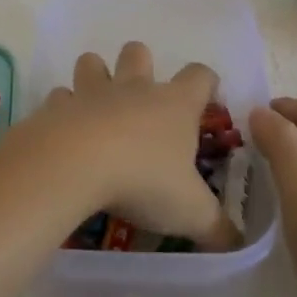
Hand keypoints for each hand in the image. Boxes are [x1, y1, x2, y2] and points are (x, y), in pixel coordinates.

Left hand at [30, 42, 239, 250]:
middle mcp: (135, 88)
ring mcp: (93, 93)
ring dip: (95, 75)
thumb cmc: (144, 180)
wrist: (76, 164)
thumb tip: (238, 243)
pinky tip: (64, 130)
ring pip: (92, 63)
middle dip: (140, 64)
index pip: (200, 76)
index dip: (207, 82)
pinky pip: (59, 98)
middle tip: (142, 96)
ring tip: (96, 105)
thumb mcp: (192, 212)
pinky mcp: (57, 106)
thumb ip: (218, 227)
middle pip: (139, 53)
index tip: (208, 96)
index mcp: (175, 105)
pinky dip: (62, 109)